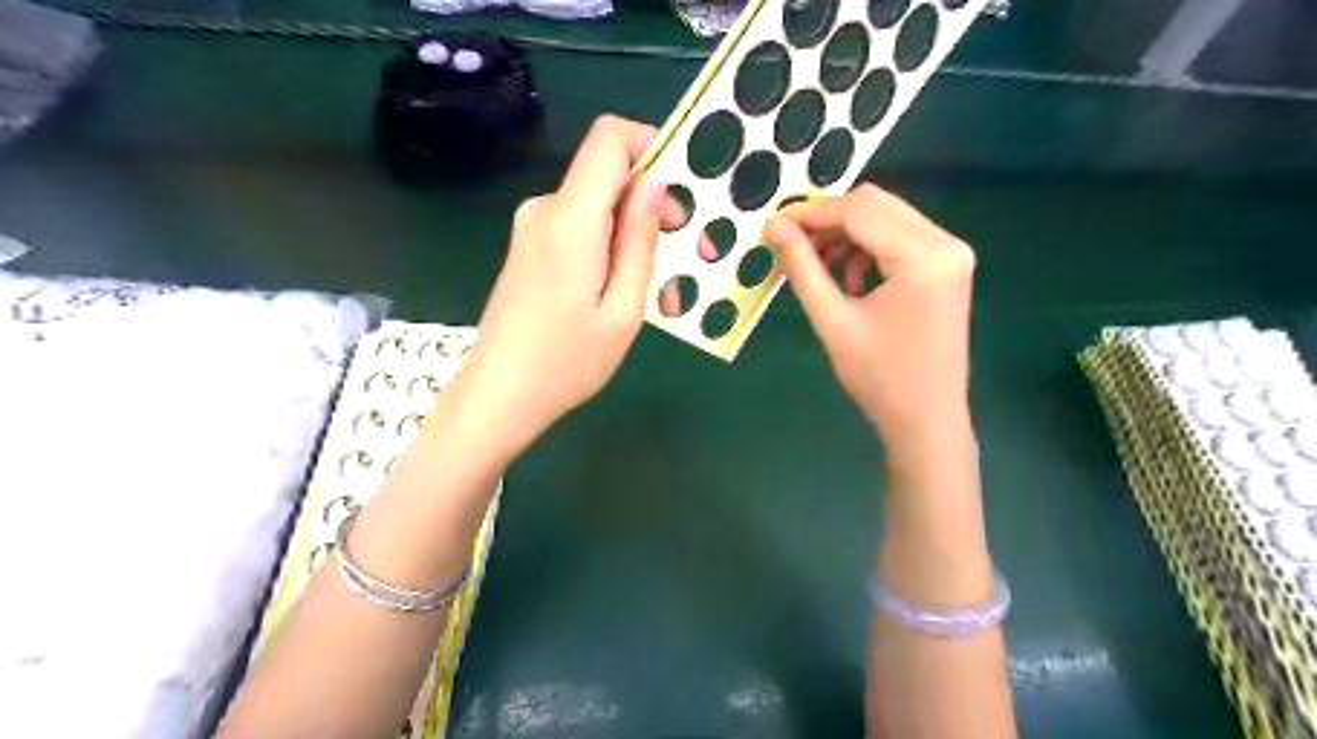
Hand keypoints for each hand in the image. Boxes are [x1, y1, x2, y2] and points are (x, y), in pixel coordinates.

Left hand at [454, 116, 668, 450]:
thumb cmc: (567, 363)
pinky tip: (628, 294)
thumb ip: (639, 240)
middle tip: (688, 255)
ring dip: (637, 237)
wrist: (498, 396)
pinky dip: (612, 249)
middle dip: (655, 205)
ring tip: (663, 292)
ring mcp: (533, 228)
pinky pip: (581, 229)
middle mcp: (546, 209)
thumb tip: (655, 181)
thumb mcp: (623, 309)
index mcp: (570, 219)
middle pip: (609, 175)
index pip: (609, 138)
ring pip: (600, 208)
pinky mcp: (530, 247)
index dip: (651, 146)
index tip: (682, 191)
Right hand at [762, 186, 975, 443]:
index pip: (859, 211)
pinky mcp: (948, 266)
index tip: (772, 223)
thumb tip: (774, 226)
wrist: (927, 420)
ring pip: (887, 217)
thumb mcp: (833, 322)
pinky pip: (900, 237)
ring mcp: (951, 253)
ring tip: (814, 264)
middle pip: (876, 204)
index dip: (811, 212)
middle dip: (827, 219)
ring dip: (846, 233)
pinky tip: (847, 278)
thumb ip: (803, 268)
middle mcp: (945, 243)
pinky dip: (867, 247)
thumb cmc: (879, 379)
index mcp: (923, 257)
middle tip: (789, 242)